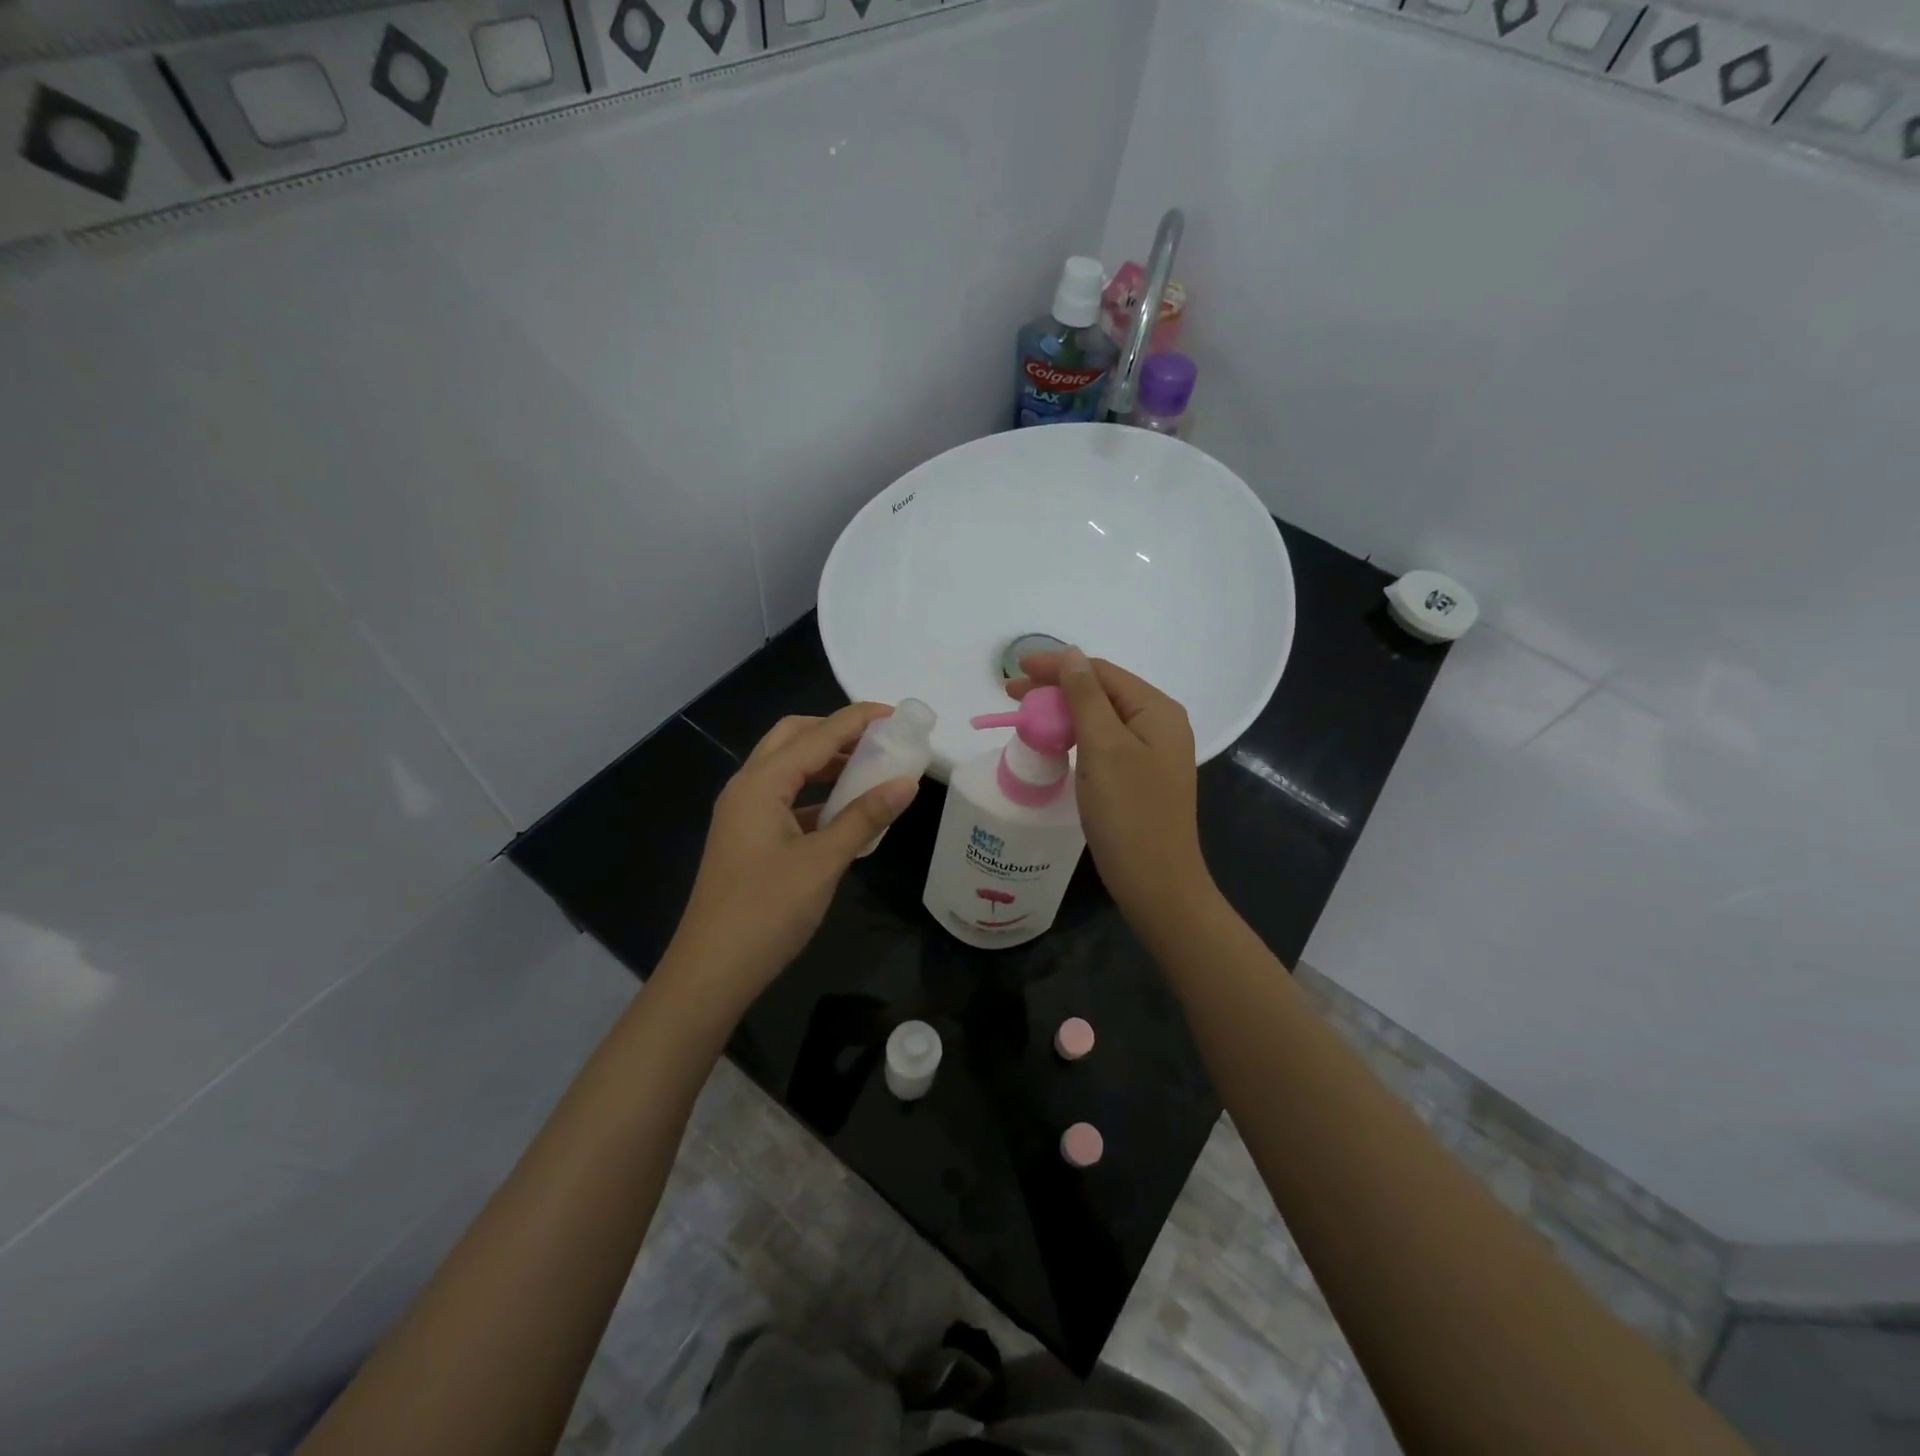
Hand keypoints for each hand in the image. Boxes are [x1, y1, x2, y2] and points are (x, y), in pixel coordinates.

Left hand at [663, 703, 919, 1017]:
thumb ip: (864, 817)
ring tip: (870, 770)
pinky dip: (816, 794)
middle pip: (793, 738)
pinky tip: (845, 811)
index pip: (817, 735)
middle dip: (836, 732)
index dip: (858, 720)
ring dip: (826, 762)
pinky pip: (786, 798)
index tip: (897, 714)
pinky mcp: (748, 837)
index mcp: (761, 783)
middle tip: (878, 741)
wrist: (711, 971)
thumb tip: (907, 782)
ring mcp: (743, 813)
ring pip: (787, 768)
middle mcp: (747, 787)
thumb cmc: (766, 911)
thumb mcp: (823, 862)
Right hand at [1008, 648, 1213, 932]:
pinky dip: (1075, 736)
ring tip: (1026, 716)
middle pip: (1101, 691)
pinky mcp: (1139, 776)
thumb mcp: (1103, 748)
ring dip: (1062, 711)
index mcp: (1157, 710)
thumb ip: (1086, 696)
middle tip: (1011, 695)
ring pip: (1099, 718)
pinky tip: (1053, 742)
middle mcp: (1159, 723)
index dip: (1056, 666)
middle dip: (1056, 688)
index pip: (1100, 671)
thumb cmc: (1129, 813)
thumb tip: (1071, 653)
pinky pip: (1103, 742)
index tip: (1015, 670)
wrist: (1156, 884)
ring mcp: (1151, 752)